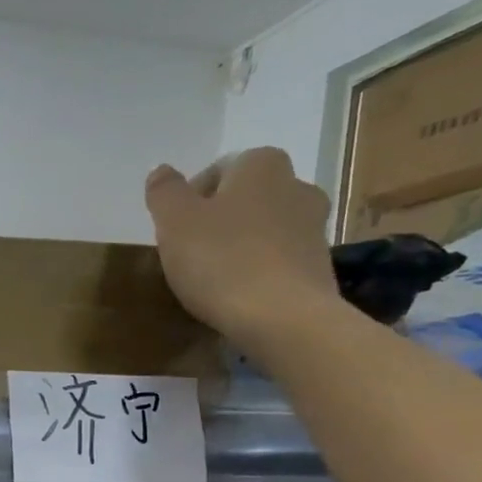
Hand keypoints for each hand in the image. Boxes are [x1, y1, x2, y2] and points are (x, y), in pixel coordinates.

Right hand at [145, 148, 338, 352]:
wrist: (282, 317)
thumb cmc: (222, 261)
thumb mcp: (175, 222)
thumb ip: (165, 192)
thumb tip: (161, 171)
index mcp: (261, 164)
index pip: (218, 171)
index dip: (190, 202)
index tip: (175, 235)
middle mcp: (296, 184)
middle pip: (244, 200)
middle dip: (220, 222)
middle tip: (192, 257)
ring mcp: (314, 226)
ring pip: (264, 230)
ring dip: (241, 247)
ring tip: (215, 281)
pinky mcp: (319, 265)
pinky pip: (279, 261)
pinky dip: (260, 272)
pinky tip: (241, 298)